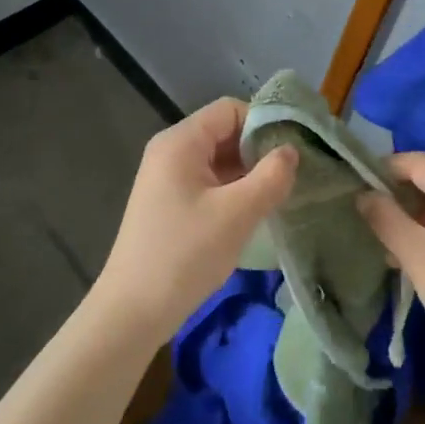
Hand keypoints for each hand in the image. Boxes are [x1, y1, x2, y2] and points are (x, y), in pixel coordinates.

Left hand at [93, 97, 298, 342]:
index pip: (231, 109)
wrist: (132, 314)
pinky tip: (253, 213)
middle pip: (225, 132)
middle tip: (290, 176)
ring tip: (278, 195)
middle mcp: (171, 151)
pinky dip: (233, 190)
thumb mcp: (237, 214)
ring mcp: (167, 178)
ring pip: (219, 159)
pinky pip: (209, 182)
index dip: (264, 123)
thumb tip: (291, 151)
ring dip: (248, 173)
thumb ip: (271, 176)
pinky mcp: (169, 203)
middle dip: (258, 150)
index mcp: (181, 142)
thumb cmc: (184, 255)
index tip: (293, 151)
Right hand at [357, 151, 424, 382]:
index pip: (419, 162)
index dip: (385, 169)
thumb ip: (387, 219)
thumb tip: (364, 195)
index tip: (357, 189)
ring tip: (390, 248)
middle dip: (400, 197)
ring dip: (417, 217)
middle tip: (371, 222)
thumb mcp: (418, 257)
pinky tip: (420, 259)